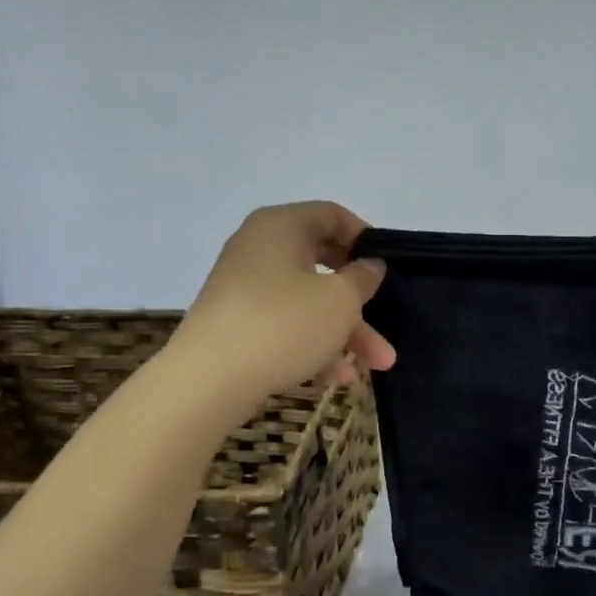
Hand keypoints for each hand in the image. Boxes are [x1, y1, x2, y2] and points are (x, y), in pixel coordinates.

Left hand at [176, 202, 396, 405]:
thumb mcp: (339, 300)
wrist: (208, 380)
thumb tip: (369, 265)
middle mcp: (259, 248)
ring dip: (344, 332)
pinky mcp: (238, 323)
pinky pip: (286, 324)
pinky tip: (337, 377)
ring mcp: (246, 287)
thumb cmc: (283, 325)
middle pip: (324, 266)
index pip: (332, 215)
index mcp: (281, 226)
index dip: (365, 238)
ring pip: (308, 302)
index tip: (386, 267)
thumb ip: (362, 278)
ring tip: (375, 366)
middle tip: (387, 322)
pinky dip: (313, 344)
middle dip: (361, 302)